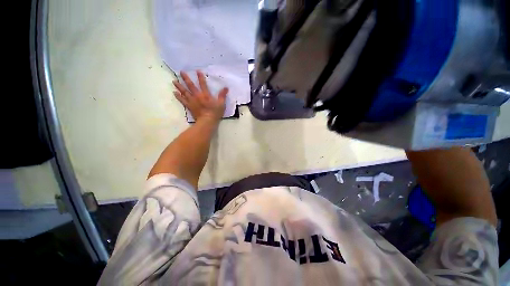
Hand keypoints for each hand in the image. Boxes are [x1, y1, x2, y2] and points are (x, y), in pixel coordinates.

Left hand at [173, 71, 227, 122]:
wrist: (207, 121)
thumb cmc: (215, 113)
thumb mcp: (221, 104)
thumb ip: (222, 95)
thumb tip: (226, 87)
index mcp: (205, 95)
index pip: (203, 84)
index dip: (200, 77)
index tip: (197, 71)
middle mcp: (197, 96)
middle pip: (191, 86)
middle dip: (186, 78)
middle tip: (181, 72)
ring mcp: (192, 101)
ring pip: (184, 92)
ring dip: (179, 86)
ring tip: (174, 81)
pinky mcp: (189, 106)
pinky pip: (182, 100)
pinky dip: (178, 96)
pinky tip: (174, 92)